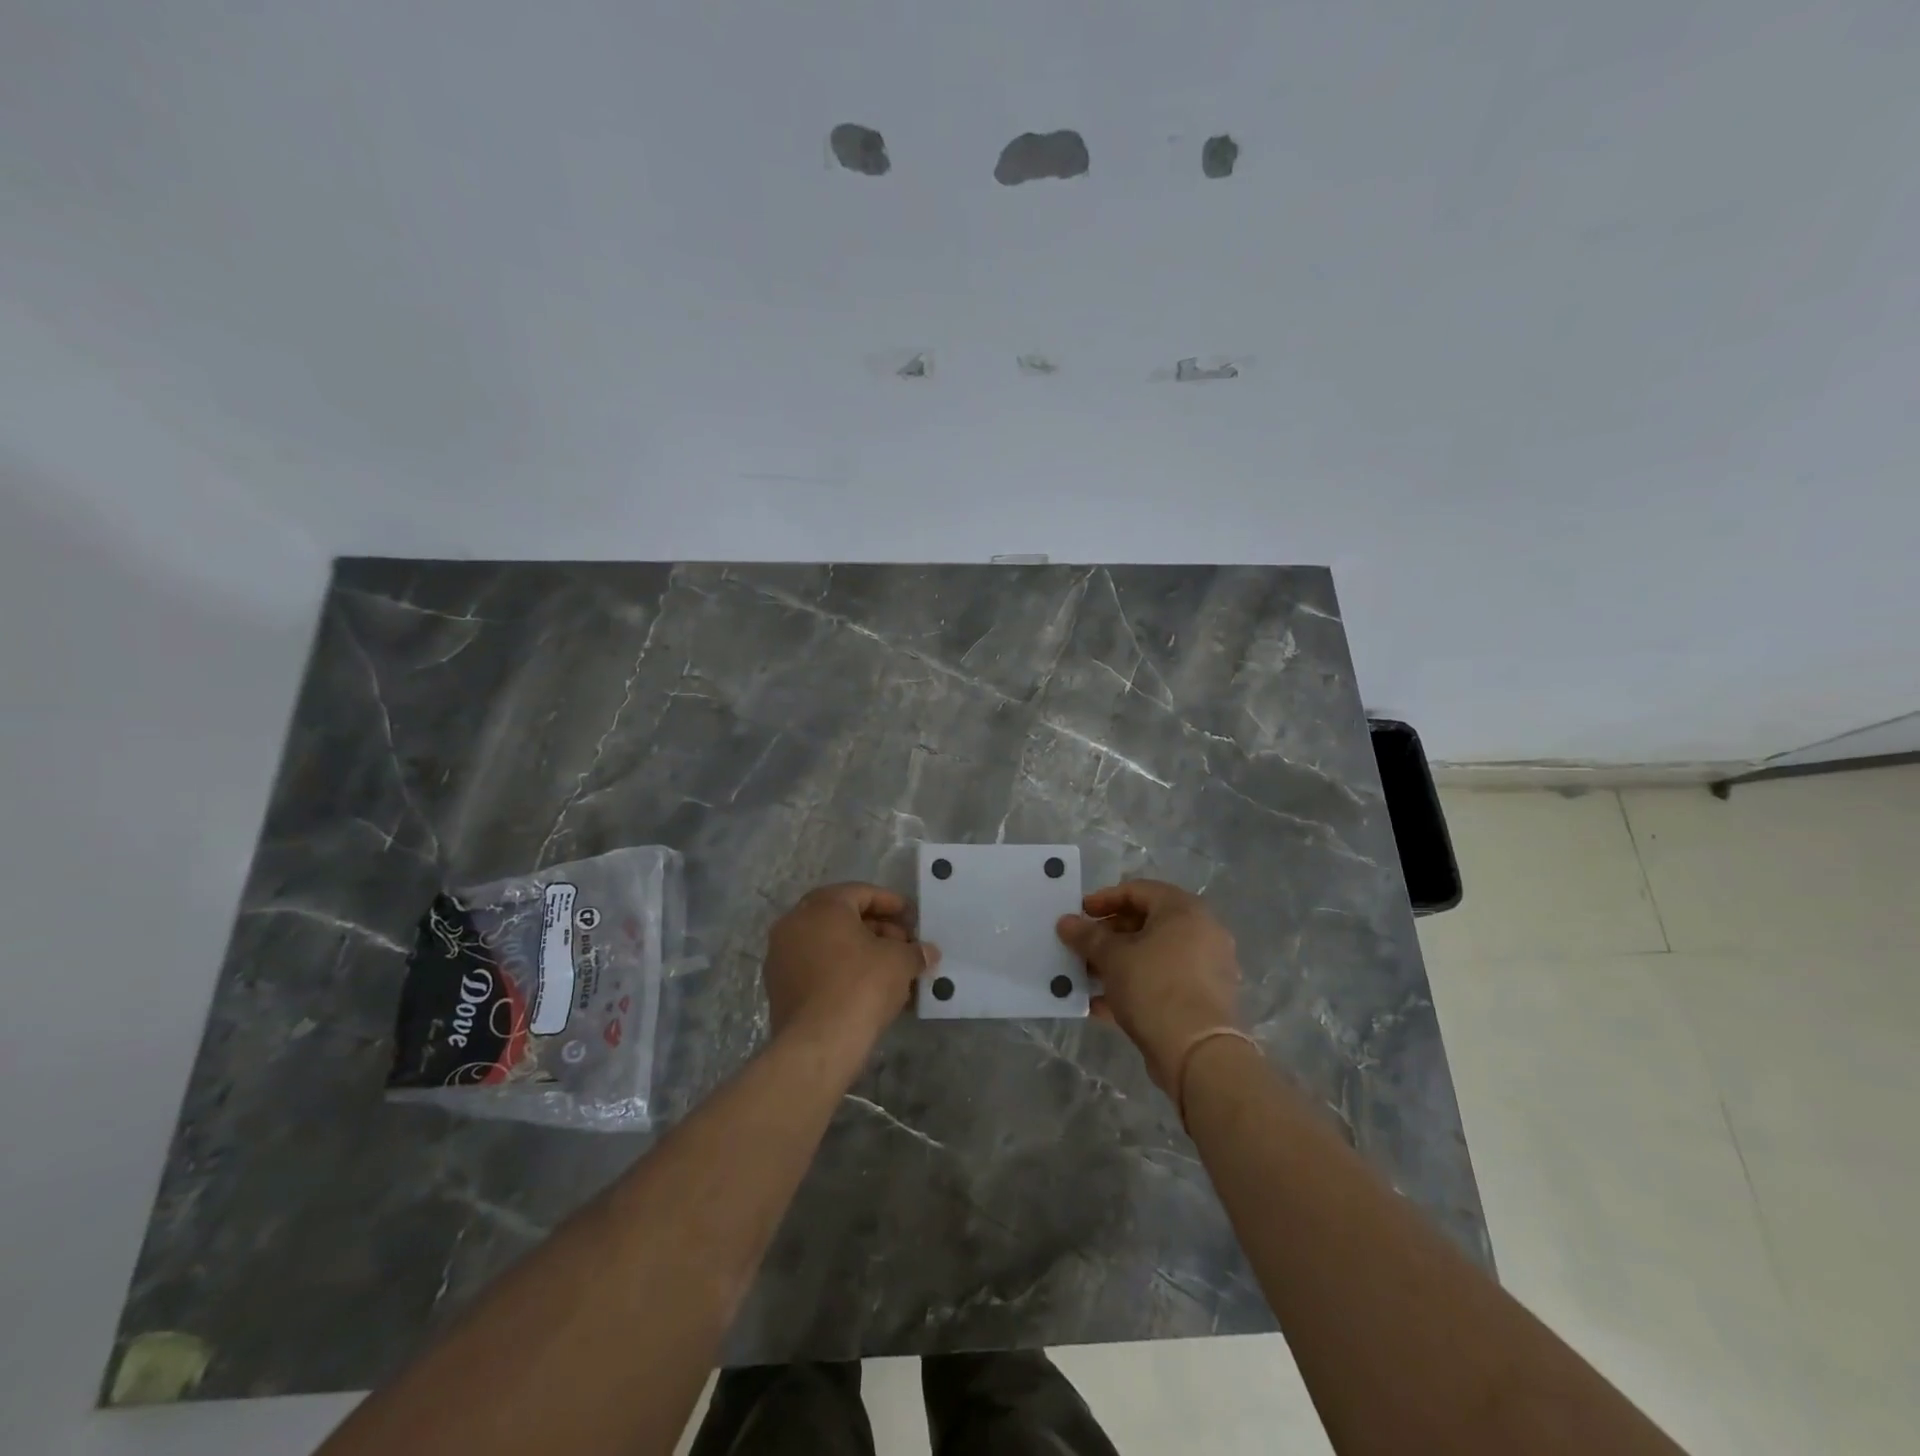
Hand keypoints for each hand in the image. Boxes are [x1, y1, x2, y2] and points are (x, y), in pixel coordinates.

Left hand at [764, 883, 938, 1065]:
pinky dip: (843, 971)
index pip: (862, 893)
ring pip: (830, 945)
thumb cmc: (861, 986)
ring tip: (892, 971)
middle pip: (844, 917)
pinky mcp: (779, 988)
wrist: (818, 1044)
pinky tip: (870, 990)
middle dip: (879, 930)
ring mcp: (782, 956)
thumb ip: (915, 951)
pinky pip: (818, 968)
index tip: (913, 918)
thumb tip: (927, 952)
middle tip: (905, 946)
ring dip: (862, 952)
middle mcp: (795, 923)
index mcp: (822, 906)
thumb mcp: (899, 962)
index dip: (892, 903)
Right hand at [1057, 879, 1241, 1090]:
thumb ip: (1087, 936)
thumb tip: (1065, 922)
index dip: (1104, 899)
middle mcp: (1202, 932)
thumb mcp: (1112, 958)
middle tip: (1082, 947)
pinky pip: (1163, 982)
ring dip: (1119, 963)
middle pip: (1147, 923)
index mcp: (1184, 910)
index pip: (1138, 890)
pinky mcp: (1204, 999)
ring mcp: (1206, 967)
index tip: (1078, 914)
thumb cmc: (1154, 987)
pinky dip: (1135, 987)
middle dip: (1109, 935)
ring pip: (1154, 955)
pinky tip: (1101, 1005)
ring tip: (1087, 977)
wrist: (1198, 1053)